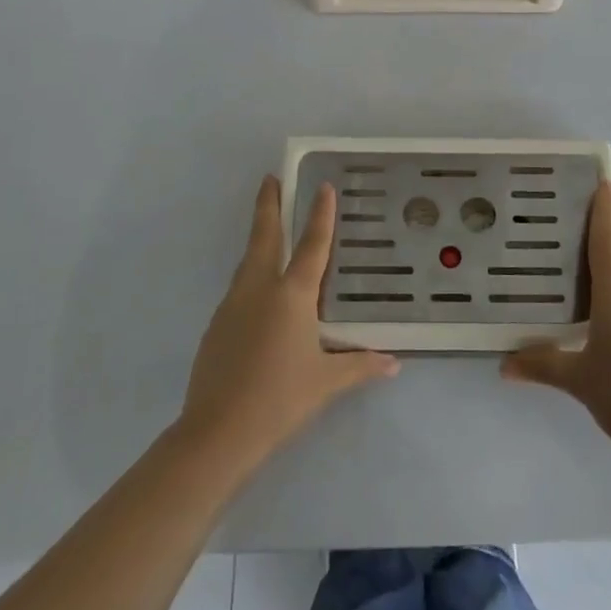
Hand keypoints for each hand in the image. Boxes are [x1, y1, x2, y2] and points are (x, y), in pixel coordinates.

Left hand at [179, 176, 398, 469]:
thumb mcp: (327, 382)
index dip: (320, 214)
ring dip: (258, 238)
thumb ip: (360, 366)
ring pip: (248, 261)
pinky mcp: (216, 325)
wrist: (218, 431)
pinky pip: (239, 288)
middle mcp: (260, 289)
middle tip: (269, 179)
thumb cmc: (280, 399)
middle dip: (268, 205)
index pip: (312, 245)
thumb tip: (393, 363)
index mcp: (292, 295)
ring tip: (268, 229)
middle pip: (264, 236)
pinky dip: (250, 275)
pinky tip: (258, 293)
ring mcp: (233, 305)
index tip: (322, 186)